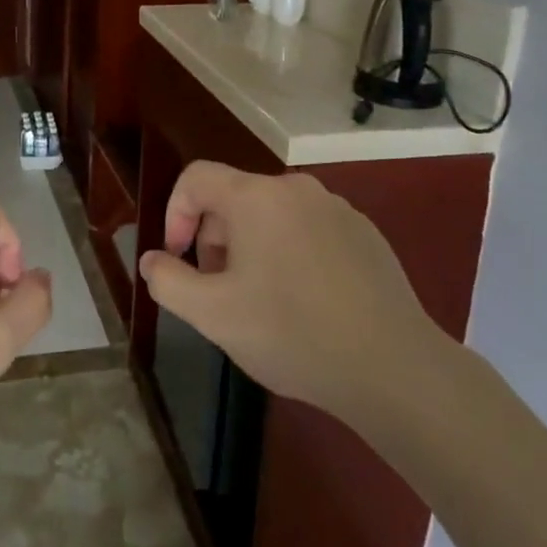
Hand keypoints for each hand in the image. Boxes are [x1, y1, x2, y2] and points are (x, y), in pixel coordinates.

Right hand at [138, 164, 448, 435]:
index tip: (179, 259)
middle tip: (220, 290)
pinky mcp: (366, 234)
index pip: (196, 178)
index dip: (175, 213)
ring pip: (273, 215)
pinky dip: (292, 253)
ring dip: (252, 248)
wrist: (394, 368)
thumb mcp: (213, 315)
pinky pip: (310, 230)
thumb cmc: (292, 333)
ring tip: (262, 301)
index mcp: (256, 197)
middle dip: (214, 239)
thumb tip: (152, 260)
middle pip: (234, 197)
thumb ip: (168, 281)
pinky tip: (307, 303)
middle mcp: (296, 189)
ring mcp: (337, 209)